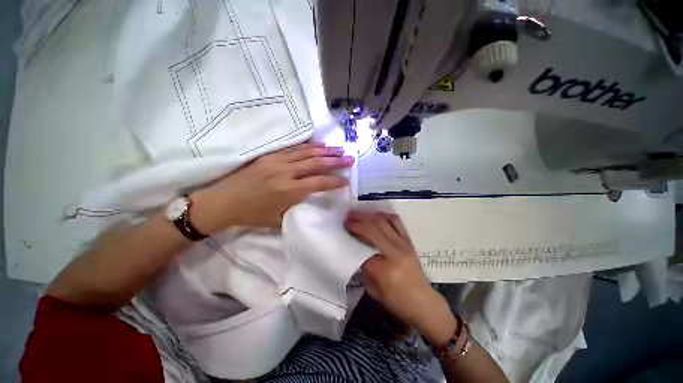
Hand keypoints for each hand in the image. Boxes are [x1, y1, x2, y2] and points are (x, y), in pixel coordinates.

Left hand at [190, 143, 353, 232]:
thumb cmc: (251, 215)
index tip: (346, 180)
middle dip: (335, 161)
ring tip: (338, 149)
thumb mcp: (277, 220)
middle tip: (349, 158)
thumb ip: (297, 210)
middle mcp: (286, 173)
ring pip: (306, 153)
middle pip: (316, 164)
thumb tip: (311, 202)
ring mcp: (277, 162)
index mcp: (288, 191)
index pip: (319, 183)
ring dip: (325, 151)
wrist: (222, 202)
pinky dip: (308, 147)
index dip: (334, 181)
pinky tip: (318, 146)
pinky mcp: (269, 156)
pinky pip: (293, 149)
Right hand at [345, 211, 456, 344]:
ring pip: (383, 221)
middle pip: (372, 229)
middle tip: (346, 218)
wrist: (423, 302)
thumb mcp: (373, 289)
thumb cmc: (396, 300)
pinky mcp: (408, 240)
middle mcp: (394, 251)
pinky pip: (396, 221)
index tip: (342, 230)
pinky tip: (375, 216)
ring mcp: (403, 243)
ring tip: (357, 214)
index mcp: (384, 269)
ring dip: (368, 215)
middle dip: (357, 221)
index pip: (362, 247)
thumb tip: (353, 247)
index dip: (351, 236)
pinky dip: (383, 216)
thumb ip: (363, 267)